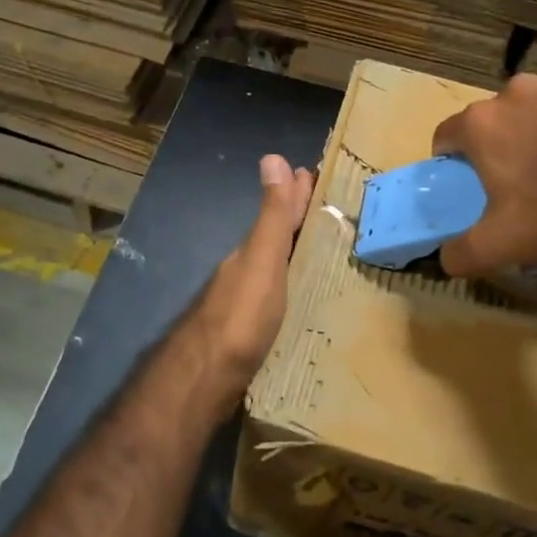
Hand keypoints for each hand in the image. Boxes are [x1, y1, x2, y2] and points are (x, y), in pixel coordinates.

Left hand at [186, 153, 314, 413]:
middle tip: (329, 208)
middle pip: (276, 238)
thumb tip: (272, 156)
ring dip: (296, 252)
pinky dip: (293, 285)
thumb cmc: (241, 317)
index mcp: (252, 252)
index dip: (296, 194)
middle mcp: (247, 272)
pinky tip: (304, 295)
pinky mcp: (253, 332)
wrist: (207, 380)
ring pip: (277, 267)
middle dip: (298, 220)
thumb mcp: (262, 260)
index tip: (316, 173)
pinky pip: (279, 296)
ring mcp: (247, 303)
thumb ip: (272, 216)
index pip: (279, 213)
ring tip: (324, 248)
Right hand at [431, 68, 536, 277]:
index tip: (470, 180)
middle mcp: (519, 90)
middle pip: (499, 116)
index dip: (454, 159)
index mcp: (484, 123)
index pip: (447, 135)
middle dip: (506, 141)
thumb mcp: (500, 246)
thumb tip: (444, 259)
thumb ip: (460, 254)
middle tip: (527, 177)